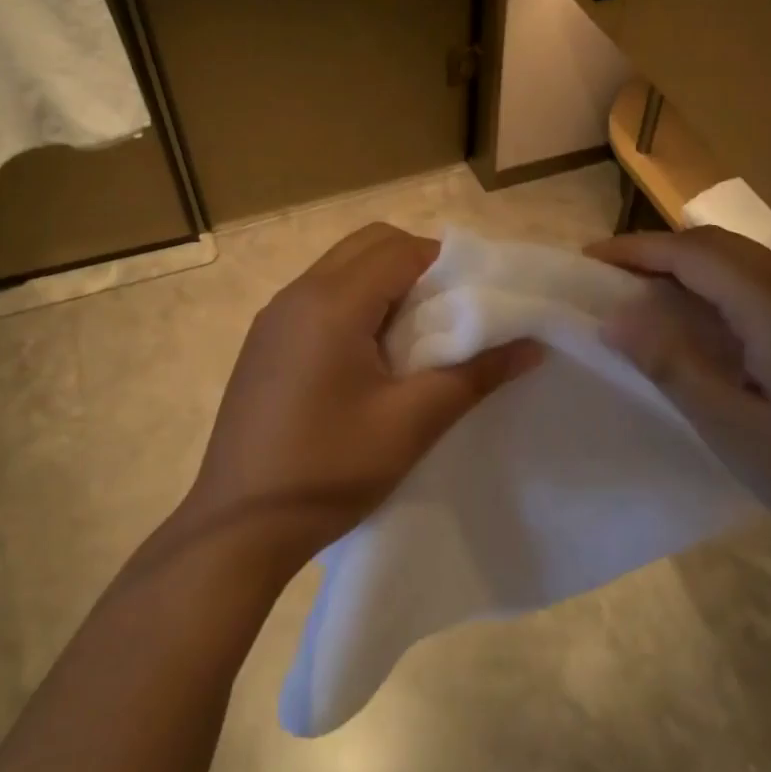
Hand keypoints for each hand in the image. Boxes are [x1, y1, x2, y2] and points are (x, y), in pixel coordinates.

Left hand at [183, 223, 539, 578]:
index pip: (400, 249)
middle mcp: (297, 293)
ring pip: (340, 268)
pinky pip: (317, 296)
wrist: (239, 526)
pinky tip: (366, 359)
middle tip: (446, 314)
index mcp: (332, 303)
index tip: (476, 298)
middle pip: (368, 245)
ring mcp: (273, 316)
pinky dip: (352, 303)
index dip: (446, 264)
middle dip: (415, 264)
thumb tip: (532, 346)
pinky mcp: (263, 341)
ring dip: (382, 284)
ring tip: (411, 338)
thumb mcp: (412, 423)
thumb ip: (474, 374)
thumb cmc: (330, 470)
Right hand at [589, 228, 770, 583]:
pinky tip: (711, 329)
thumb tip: (613, 318)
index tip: (588, 258)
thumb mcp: (735, 431)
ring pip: (750, 266)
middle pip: (723, 247)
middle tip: (610, 277)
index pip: (695, 253)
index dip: (636, 249)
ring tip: (647, 297)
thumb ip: (672, 366)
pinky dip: (725, 291)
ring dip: (694, 269)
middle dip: (661, 252)